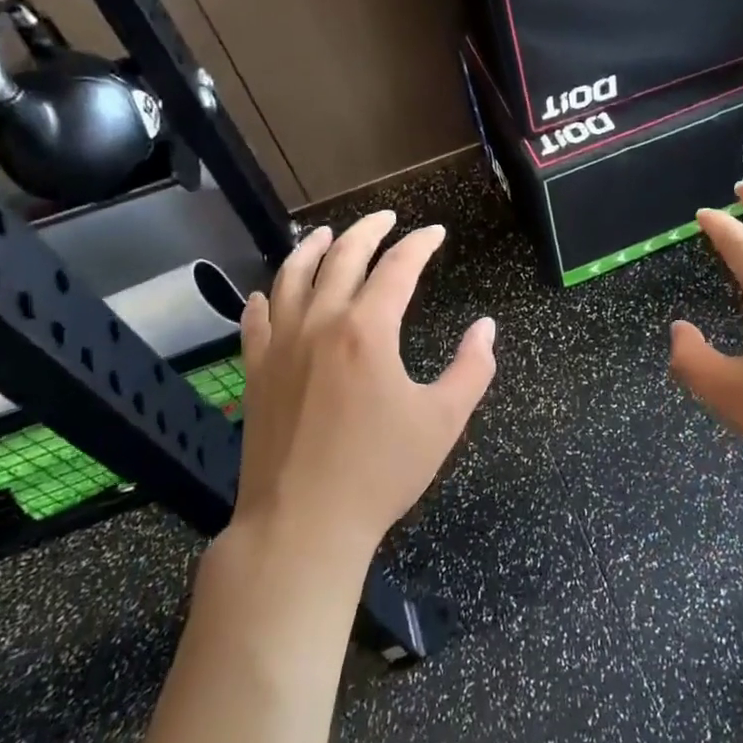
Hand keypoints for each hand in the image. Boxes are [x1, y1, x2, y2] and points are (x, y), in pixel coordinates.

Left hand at [231, 212, 495, 567]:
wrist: (303, 524)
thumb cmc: (380, 471)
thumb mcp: (443, 420)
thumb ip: (472, 368)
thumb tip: (486, 327)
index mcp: (367, 330)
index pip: (397, 267)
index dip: (419, 244)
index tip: (435, 233)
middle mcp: (320, 323)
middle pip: (342, 258)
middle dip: (368, 231)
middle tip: (386, 218)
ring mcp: (280, 345)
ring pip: (292, 277)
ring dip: (312, 249)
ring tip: (326, 235)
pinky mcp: (257, 372)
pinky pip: (257, 319)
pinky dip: (267, 297)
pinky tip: (271, 293)